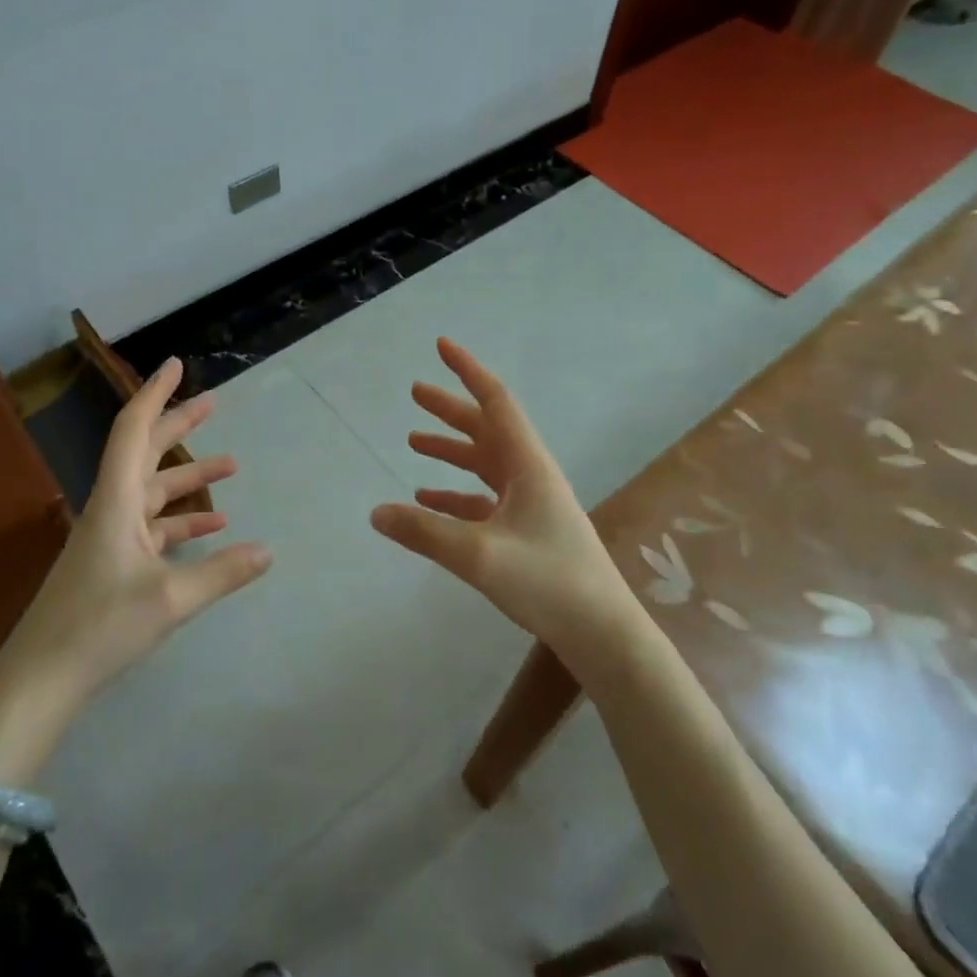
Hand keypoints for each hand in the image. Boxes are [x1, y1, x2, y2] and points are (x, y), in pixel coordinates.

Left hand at [0, 359, 271, 778]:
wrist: (40, 682)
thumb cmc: (100, 627)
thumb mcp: (171, 599)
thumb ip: (223, 572)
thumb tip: (269, 550)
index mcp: (117, 502)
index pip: (135, 431)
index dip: (156, 395)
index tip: (176, 366)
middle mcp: (112, 510)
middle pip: (146, 453)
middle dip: (179, 426)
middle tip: (213, 402)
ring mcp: (111, 538)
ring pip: (154, 492)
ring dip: (189, 477)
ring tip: (232, 465)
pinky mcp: (113, 564)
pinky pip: (154, 528)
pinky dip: (183, 521)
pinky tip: (214, 527)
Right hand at [369, 339, 644, 667]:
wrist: (601, 630)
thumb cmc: (548, 581)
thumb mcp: (479, 554)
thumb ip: (424, 532)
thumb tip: (375, 512)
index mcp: (526, 464)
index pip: (494, 401)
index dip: (467, 371)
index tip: (442, 345)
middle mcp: (529, 474)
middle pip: (486, 428)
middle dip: (450, 409)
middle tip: (415, 392)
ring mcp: (529, 503)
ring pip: (484, 463)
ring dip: (451, 449)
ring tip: (413, 440)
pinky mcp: (526, 530)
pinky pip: (483, 500)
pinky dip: (455, 494)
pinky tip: (428, 501)